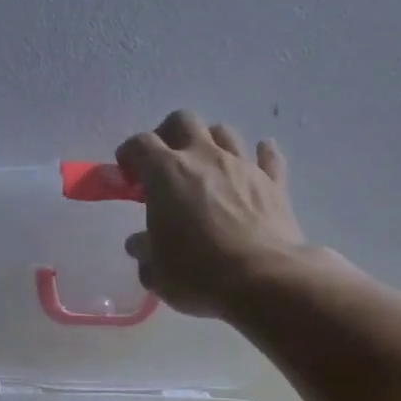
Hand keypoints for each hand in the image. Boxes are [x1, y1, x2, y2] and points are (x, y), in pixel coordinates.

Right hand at [117, 110, 309, 317]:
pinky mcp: (274, 182)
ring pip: (224, 132)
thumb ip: (144, 251)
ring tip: (205, 166)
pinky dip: (260, 155)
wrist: (264, 280)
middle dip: (168, 134)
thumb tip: (140, 243)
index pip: (139, 144)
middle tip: (164, 162)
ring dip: (210, 142)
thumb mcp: (155, 271)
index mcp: (166, 173)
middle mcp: (204, 157)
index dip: (128, 155)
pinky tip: (257, 161)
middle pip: (183, 121)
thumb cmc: (198, 273)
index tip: (127, 176)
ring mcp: (242, 166)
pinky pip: (268, 157)